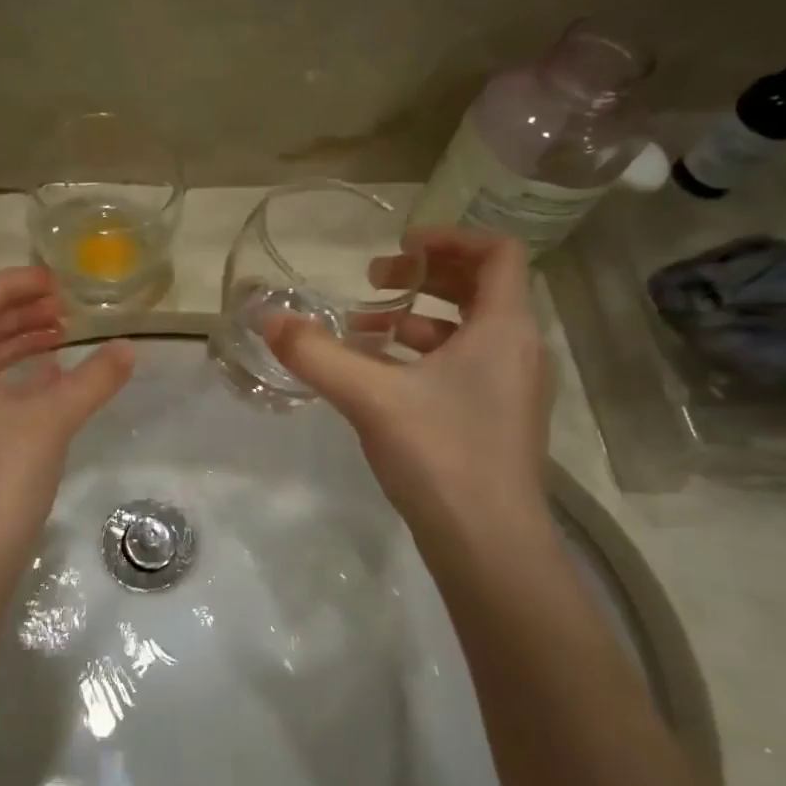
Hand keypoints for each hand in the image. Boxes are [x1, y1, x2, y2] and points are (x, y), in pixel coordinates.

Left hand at [0, 268, 133, 599]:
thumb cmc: (0, 477)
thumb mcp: (52, 420)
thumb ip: (92, 379)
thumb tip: (128, 348)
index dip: (11, 284)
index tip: (53, 283)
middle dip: (18, 311)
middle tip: (63, 307)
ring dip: (19, 343)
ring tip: (62, 338)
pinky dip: (17, 377)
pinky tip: (51, 383)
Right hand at [266, 229, 551, 552]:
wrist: (489, 546)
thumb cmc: (440, 455)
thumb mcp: (369, 397)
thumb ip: (315, 354)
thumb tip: (266, 319)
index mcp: (505, 328)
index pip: (497, 253)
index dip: (449, 239)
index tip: (400, 247)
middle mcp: (519, 350)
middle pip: (481, 288)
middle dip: (425, 277)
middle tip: (376, 280)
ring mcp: (513, 388)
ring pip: (468, 331)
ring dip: (417, 320)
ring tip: (363, 331)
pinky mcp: (498, 419)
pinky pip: (463, 366)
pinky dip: (423, 357)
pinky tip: (378, 377)